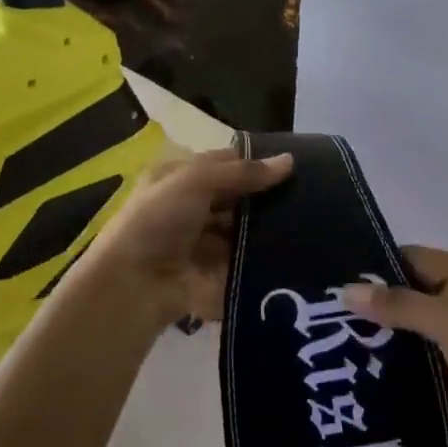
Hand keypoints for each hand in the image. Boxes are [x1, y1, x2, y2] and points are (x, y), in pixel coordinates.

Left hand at [84, 147, 293, 327]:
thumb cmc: (158, 221)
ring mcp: (206, 243)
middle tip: (311, 194)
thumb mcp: (195, 182)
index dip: (256, 162)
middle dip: (269, 196)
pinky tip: (300, 249)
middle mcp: (192, 208)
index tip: (296, 164)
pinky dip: (269, 256)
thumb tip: (290, 161)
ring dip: (272, 227)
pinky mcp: (219, 274)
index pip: (225, 164)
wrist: (135, 285)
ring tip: (312, 220)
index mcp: (179, 180)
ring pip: (247, 230)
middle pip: (239, 198)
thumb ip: (243, 172)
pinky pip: (249, 261)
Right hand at [341, 247, 447, 446]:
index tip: (336, 279)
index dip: (377, 265)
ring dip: (379, 330)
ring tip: (333, 336)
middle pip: (408, 289)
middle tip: (327, 310)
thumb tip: (348, 290)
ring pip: (409, 323)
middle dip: (373, 299)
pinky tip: (358, 362)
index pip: (413, 257)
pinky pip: (414, 352)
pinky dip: (391, 355)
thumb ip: (398, 304)